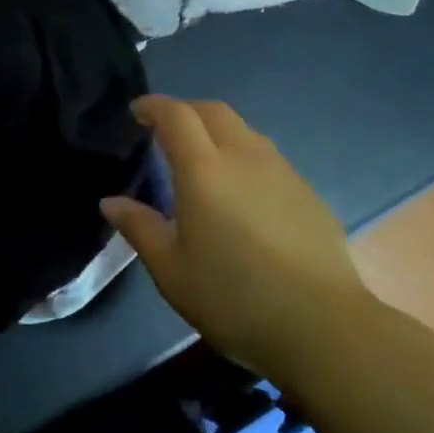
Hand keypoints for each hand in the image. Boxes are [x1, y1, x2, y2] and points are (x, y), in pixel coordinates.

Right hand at [102, 96, 368, 380]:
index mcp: (204, 170)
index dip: (154, 106)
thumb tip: (110, 201)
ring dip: (218, 132)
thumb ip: (140, 227)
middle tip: (166, 131)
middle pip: (214, 110)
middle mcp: (244, 157)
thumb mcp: (171, 270)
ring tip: (204, 161)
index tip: (137, 112)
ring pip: (245, 131)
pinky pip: (269, 158)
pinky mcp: (308, 193)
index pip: (176, 115)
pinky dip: (245, 158)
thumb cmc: (233, 298)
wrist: (322, 326)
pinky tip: (243, 194)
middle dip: (186, 110)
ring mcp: (283, 172)